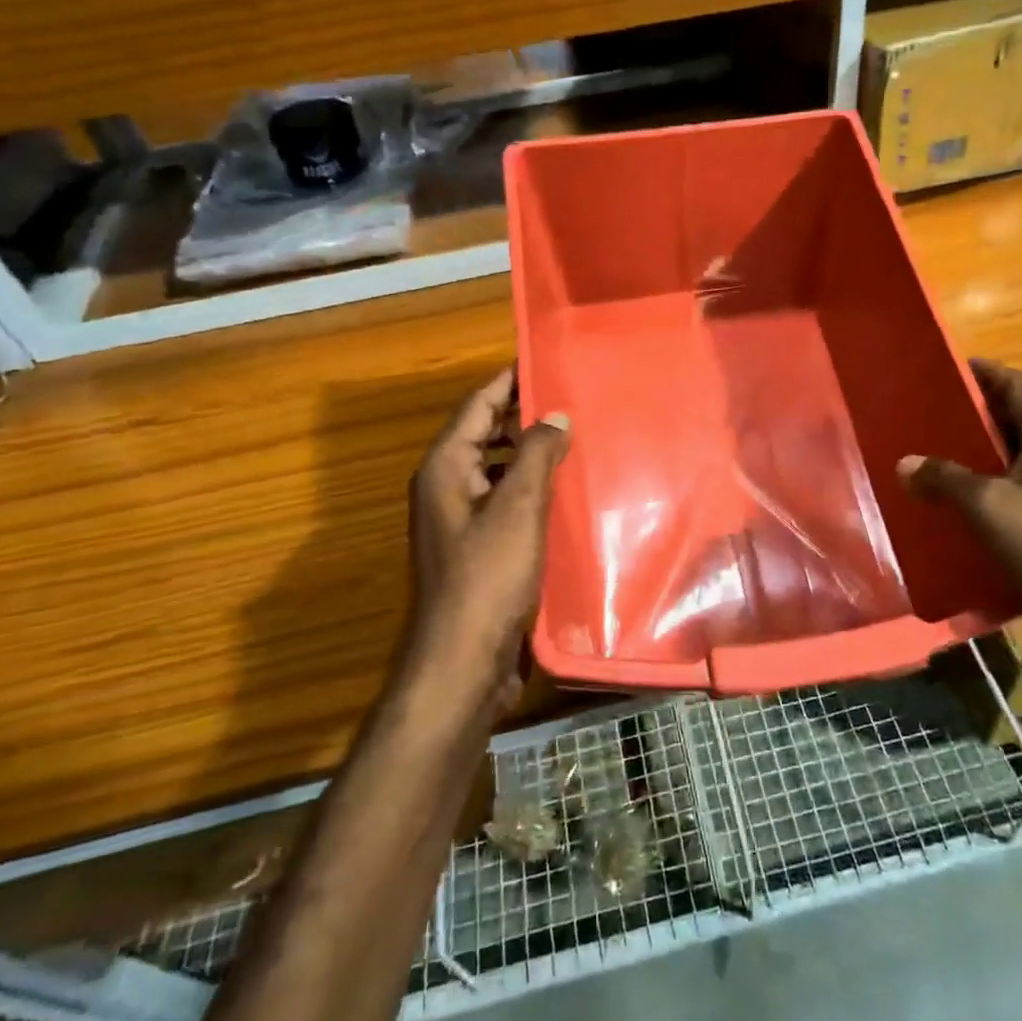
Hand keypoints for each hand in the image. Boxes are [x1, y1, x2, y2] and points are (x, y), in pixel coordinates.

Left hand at [406, 368, 569, 711]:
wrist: (463, 661)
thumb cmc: (487, 577)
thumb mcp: (517, 508)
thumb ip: (535, 455)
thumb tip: (554, 414)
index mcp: (445, 468)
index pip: (477, 405)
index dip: (509, 380)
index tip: (544, 358)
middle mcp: (446, 488)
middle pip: (485, 434)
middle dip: (523, 415)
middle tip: (572, 397)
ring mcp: (460, 521)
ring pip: (497, 469)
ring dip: (529, 453)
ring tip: (576, 438)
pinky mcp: (478, 549)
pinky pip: (505, 501)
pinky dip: (531, 488)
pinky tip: (566, 491)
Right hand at [898, 362, 1021, 685]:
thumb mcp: (991, 508)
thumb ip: (946, 480)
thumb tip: (906, 463)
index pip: (1018, 384)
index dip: (983, 373)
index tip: (943, 368)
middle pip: (1016, 422)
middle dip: (972, 417)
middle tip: (923, 417)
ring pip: (1016, 464)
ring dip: (978, 461)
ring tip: (929, 462)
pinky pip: (1020, 500)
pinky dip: (989, 498)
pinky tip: (955, 514)